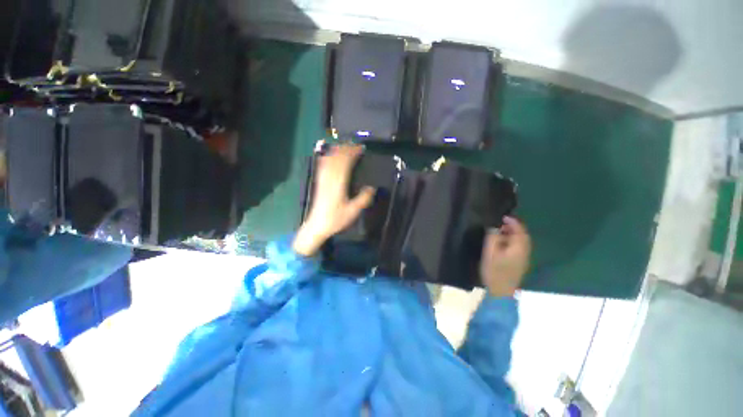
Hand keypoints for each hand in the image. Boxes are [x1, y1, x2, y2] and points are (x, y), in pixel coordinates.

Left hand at [292, 145, 375, 256]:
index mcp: (338, 184)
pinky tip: (329, 155)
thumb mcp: (353, 211)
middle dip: (346, 149)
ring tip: (345, 146)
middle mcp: (329, 178)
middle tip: (355, 145)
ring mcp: (323, 179)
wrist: (317, 226)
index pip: (345, 163)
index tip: (361, 148)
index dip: (352, 153)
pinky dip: (327, 157)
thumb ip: (363, 199)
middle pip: (337, 158)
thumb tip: (371, 187)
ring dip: (337, 150)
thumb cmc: (336, 219)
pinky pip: (322, 165)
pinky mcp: (319, 182)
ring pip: (328, 160)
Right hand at [480, 217, 530, 296]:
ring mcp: (523, 259)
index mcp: (519, 248)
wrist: (501, 291)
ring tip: (500, 232)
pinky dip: (512, 241)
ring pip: (521, 242)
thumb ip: (493, 238)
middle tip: (500, 223)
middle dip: (513, 227)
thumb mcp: (490, 253)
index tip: (503, 216)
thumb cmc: (494, 271)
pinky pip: (518, 248)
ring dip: (512, 234)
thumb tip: (494, 227)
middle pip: (523, 236)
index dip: (513, 222)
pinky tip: (502, 243)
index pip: (520, 231)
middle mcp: (524, 252)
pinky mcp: (519, 264)